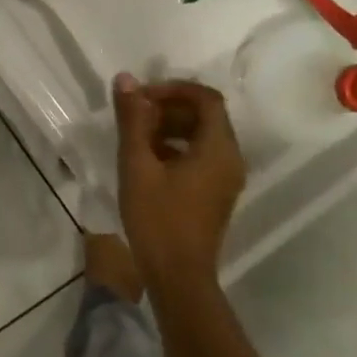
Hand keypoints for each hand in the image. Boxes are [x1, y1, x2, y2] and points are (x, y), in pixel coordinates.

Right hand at [112, 74, 246, 286]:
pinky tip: (147, 161)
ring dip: (170, 128)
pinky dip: (177, 148)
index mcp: (219, 148)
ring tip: (136, 136)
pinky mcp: (216, 194)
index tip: (142, 96)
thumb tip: (126, 79)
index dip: (173, 89)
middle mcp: (231, 159)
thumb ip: (132, 120)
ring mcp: (226, 179)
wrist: (178, 277)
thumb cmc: (157, 218)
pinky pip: (201, 157)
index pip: (206, 98)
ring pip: (202, 137)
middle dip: (169, 108)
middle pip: (206, 116)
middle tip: (135, 114)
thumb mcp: (137, 165)